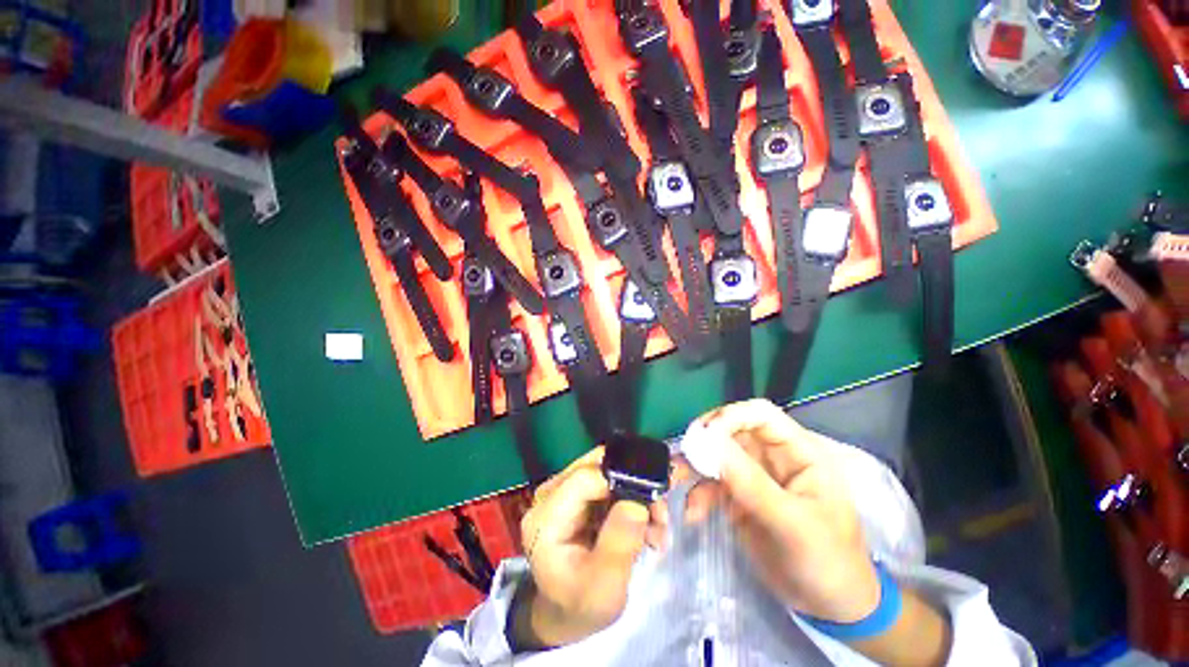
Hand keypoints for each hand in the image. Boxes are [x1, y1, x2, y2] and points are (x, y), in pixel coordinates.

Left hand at [516, 448, 668, 647]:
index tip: (651, 504)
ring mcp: (561, 491)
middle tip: (659, 513)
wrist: (569, 614)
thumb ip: (619, 544)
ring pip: (605, 470)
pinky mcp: (575, 493)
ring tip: (656, 524)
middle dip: (633, 485)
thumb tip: (636, 501)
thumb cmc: (582, 605)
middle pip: (596, 467)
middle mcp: (549, 495)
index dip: (621, 481)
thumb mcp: (604, 587)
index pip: (586, 478)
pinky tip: (645, 523)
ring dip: (635, 492)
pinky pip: (606, 479)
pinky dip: (629, 496)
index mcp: (546, 518)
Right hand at [683, 399, 880, 623]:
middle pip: (731, 431)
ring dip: (694, 466)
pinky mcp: (740, 497)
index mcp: (798, 451)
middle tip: (683, 456)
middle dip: (704, 441)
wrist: (830, 608)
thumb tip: (710, 444)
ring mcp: (754, 476)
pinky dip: (698, 494)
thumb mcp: (793, 524)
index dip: (731, 417)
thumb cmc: (828, 562)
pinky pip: (712, 484)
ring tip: (676, 480)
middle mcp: (773, 456)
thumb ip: (752, 484)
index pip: (760, 415)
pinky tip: (693, 513)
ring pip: (716, 456)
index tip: (704, 436)